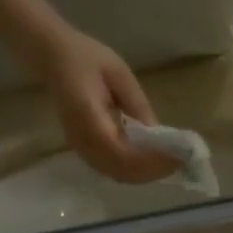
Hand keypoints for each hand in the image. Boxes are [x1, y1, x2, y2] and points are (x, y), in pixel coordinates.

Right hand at [36, 28, 181, 183]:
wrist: (52, 57)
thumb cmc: (86, 58)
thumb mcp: (118, 73)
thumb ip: (138, 105)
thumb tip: (158, 134)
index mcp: (88, 118)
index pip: (123, 152)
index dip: (151, 159)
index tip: (176, 155)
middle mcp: (83, 141)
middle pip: (122, 171)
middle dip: (153, 170)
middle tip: (179, 161)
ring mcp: (81, 149)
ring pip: (118, 174)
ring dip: (145, 173)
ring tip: (168, 162)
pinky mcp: (83, 151)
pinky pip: (112, 170)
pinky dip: (134, 170)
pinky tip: (150, 161)